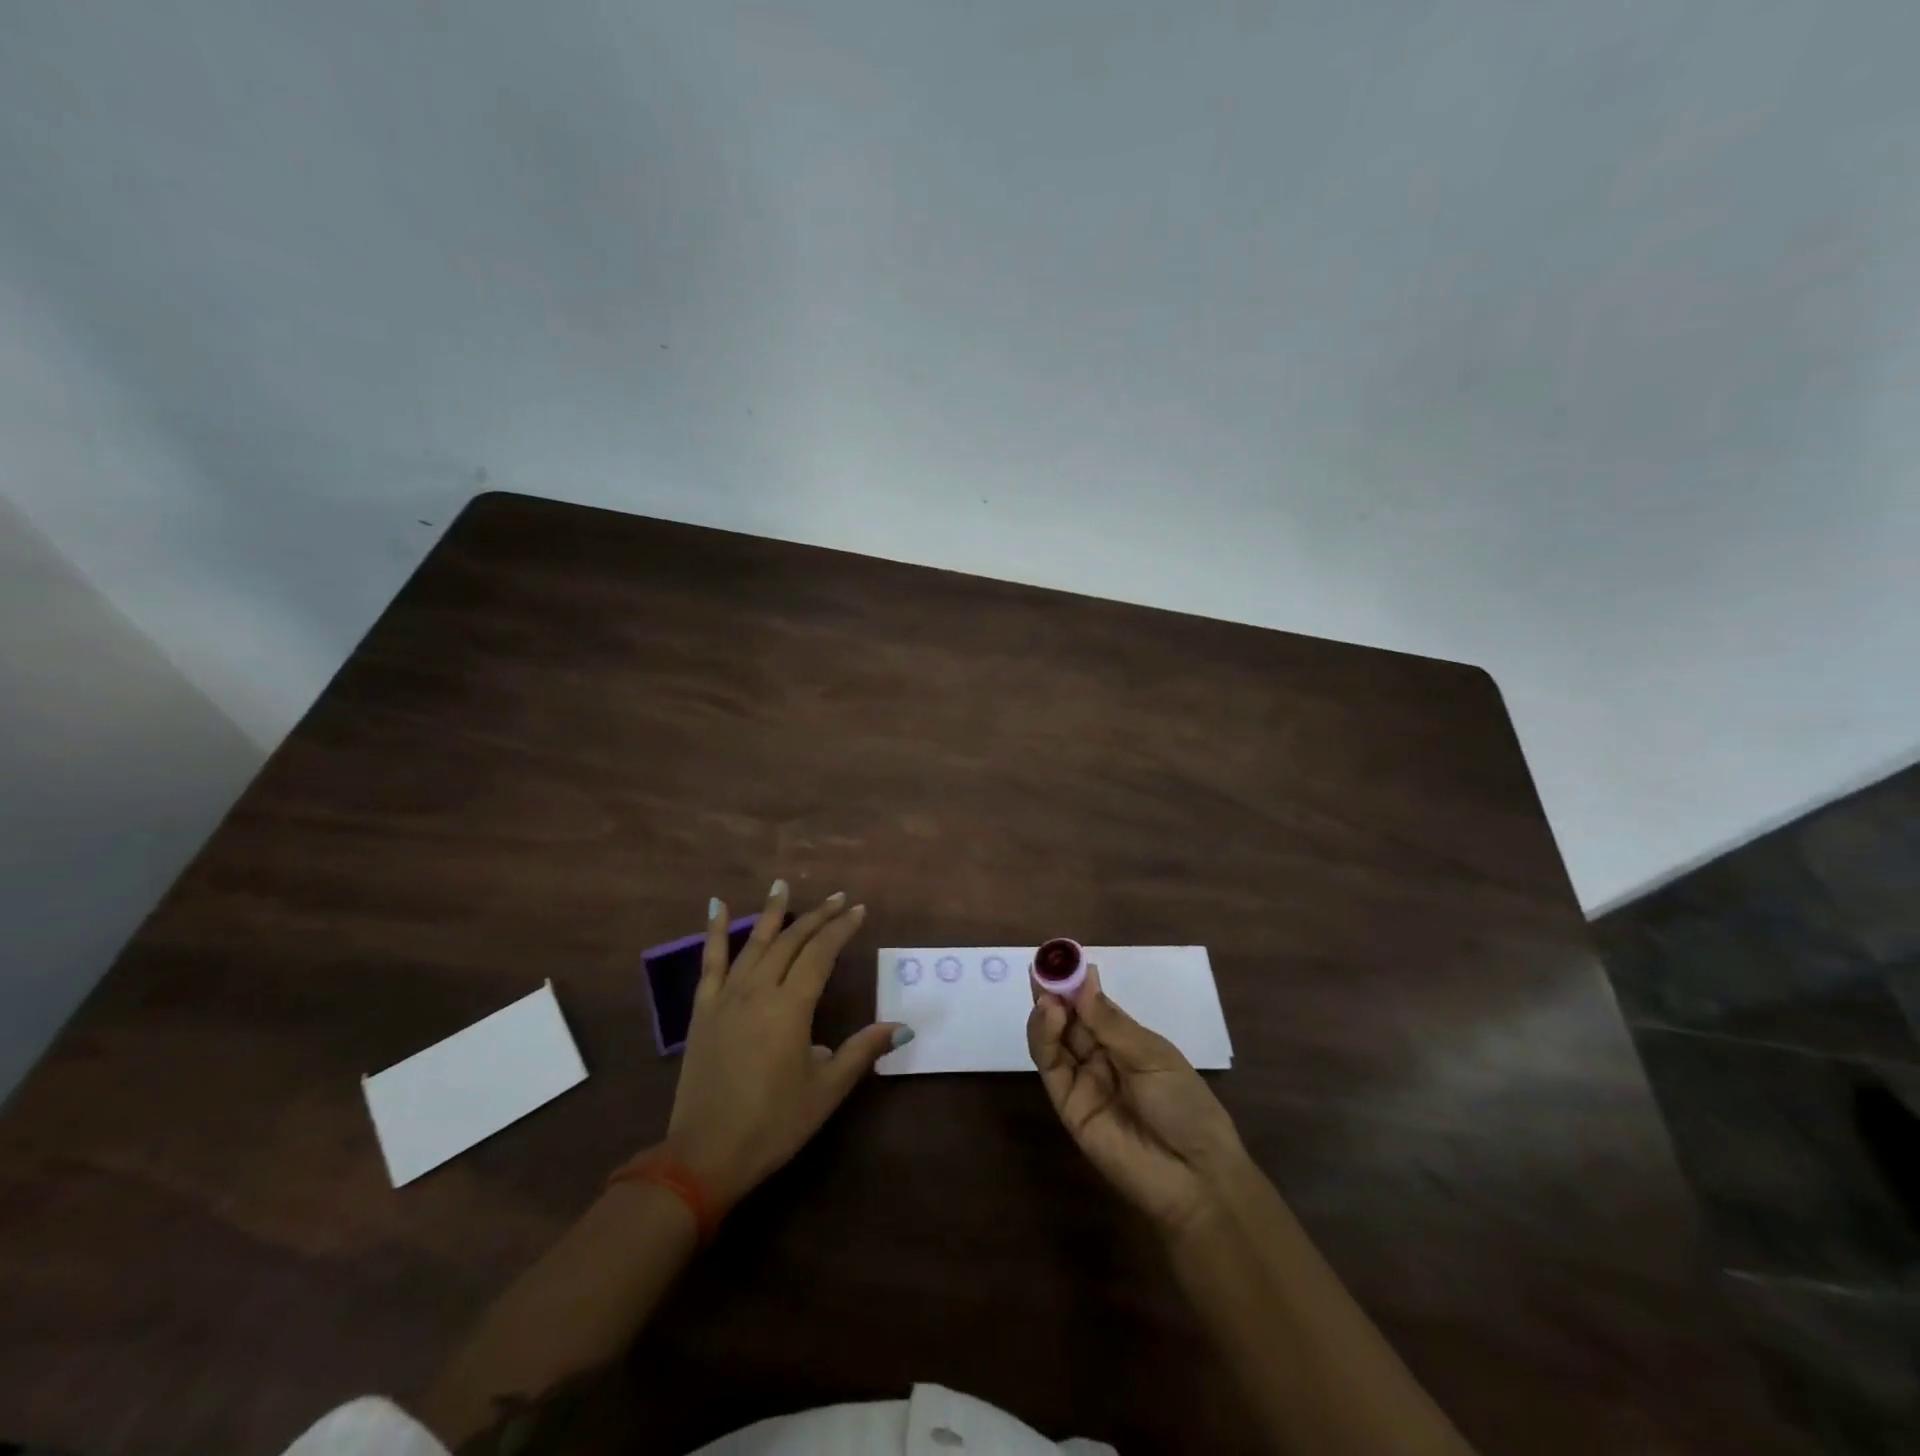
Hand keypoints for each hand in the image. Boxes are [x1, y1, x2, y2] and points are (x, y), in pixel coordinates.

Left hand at [664, 881, 906, 1208]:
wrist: (705, 1155)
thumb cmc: (773, 1123)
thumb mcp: (826, 1090)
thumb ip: (862, 1051)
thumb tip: (902, 1027)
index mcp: (791, 1007)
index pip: (821, 954)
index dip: (841, 929)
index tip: (858, 910)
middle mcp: (759, 991)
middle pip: (791, 941)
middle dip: (817, 917)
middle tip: (837, 898)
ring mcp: (726, 997)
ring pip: (755, 943)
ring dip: (772, 913)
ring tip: (783, 885)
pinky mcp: (702, 1010)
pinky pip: (709, 962)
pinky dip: (714, 932)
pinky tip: (716, 906)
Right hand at [1027, 963, 1248, 1236]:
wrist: (1195, 1177)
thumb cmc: (1186, 1106)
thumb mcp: (1153, 1056)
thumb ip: (1110, 1021)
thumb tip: (1083, 978)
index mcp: (1126, 1041)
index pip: (1092, 1005)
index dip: (1076, 983)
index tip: (1061, 957)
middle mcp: (1100, 1057)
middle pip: (1068, 1019)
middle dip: (1054, 992)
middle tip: (1042, 966)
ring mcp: (1082, 1080)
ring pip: (1053, 1039)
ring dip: (1046, 1012)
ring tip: (1046, 992)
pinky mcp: (1067, 1104)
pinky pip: (1051, 1066)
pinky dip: (1044, 1038)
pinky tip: (1049, 1015)